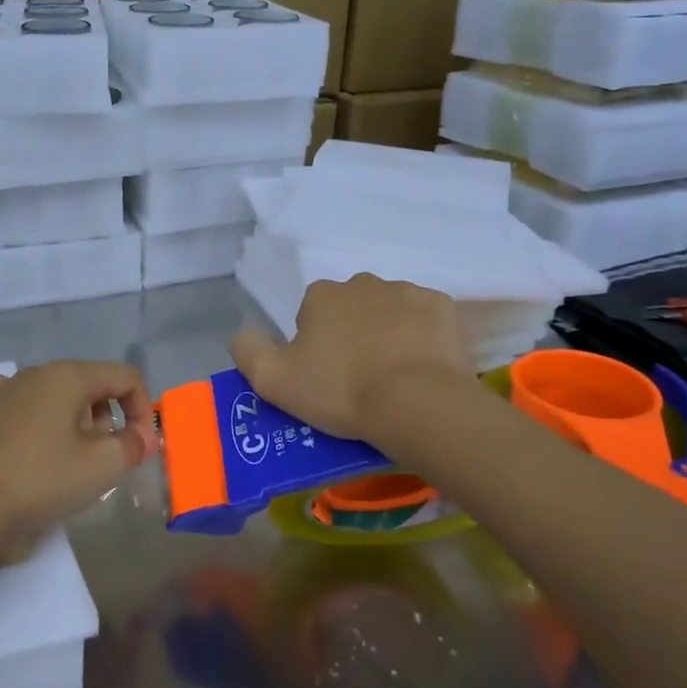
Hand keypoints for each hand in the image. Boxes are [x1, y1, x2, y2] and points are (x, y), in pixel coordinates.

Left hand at [0, 361, 156, 550]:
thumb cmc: (39, 483)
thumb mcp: (100, 468)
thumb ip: (132, 445)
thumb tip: (142, 436)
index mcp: (67, 376)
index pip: (124, 378)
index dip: (143, 410)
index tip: (140, 448)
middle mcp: (33, 372)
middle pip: (88, 386)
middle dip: (106, 419)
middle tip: (103, 460)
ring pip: (52, 396)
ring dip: (71, 422)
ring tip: (66, 461)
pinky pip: (16, 405)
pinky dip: (32, 419)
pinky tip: (27, 442)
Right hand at [230, 275, 478, 440]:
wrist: (417, 405)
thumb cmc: (341, 390)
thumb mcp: (273, 380)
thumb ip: (247, 350)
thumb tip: (242, 333)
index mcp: (322, 294)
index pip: (312, 314)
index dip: (316, 345)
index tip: (325, 376)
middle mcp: (363, 282)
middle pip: (352, 308)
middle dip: (354, 334)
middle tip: (359, 378)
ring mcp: (408, 291)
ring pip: (390, 312)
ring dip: (389, 334)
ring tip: (394, 377)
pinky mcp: (444, 308)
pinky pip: (426, 320)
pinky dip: (423, 338)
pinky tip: (423, 368)